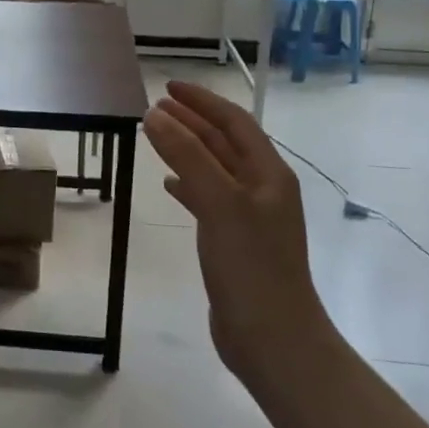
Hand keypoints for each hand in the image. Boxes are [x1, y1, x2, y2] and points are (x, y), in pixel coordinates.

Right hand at [142, 81, 323, 391]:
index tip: (168, 87)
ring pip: (215, 170)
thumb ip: (187, 155)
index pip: (234, 122)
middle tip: (155, 107)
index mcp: (268, 174)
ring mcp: (250, 217)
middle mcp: (263, 189)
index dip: (203, 101)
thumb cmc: (251, 266)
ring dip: (188, 149)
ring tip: (156, 136)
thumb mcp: (219, 203)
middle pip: (225, 143)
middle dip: (192, 121)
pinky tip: (170, 185)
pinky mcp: (235, 242)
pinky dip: (189, 184)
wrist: (273, 340)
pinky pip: (209, 199)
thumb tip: (155, 114)